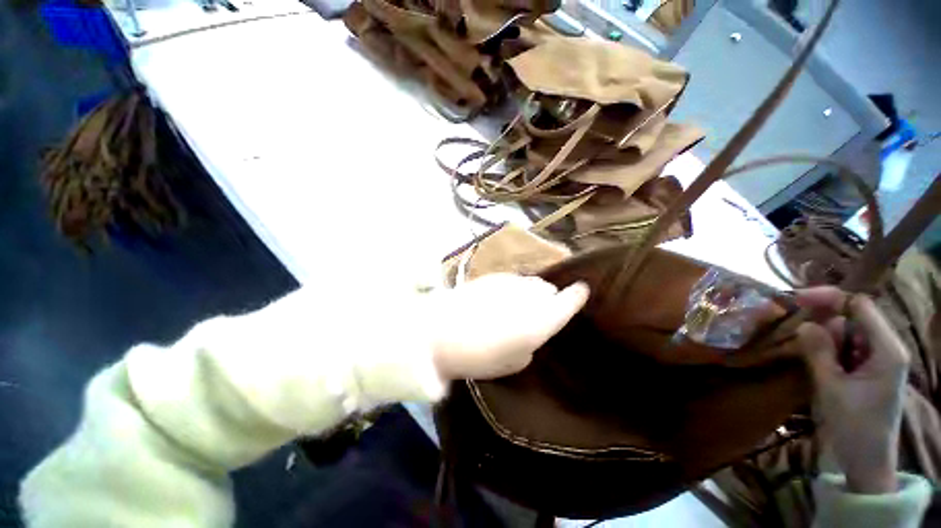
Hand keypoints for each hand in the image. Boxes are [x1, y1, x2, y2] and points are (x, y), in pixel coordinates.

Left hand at [430, 273, 589, 380]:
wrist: (437, 334)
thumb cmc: (480, 357)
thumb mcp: (514, 363)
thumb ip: (531, 345)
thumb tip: (529, 335)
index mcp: (544, 318)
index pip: (572, 298)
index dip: (578, 295)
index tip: (582, 292)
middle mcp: (532, 294)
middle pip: (548, 290)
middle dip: (547, 300)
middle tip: (535, 317)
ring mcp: (509, 281)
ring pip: (528, 283)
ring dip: (527, 294)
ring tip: (513, 312)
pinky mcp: (488, 277)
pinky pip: (509, 282)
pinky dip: (509, 291)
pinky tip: (494, 305)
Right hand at [795, 287, 909, 493]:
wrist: (871, 474)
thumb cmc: (857, 437)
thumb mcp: (835, 398)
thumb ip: (820, 358)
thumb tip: (803, 326)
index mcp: (888, 346)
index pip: (859, 304)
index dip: (830, 299)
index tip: (801, 301)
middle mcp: (893, 346)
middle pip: (860, 323)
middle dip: (834, 333)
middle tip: (809, 351)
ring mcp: (891, 362)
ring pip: (860, 342)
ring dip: (839, 352)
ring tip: (822, 375)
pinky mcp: (886, 376)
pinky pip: (864, 358)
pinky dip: (847, 365)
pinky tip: (835, 384)